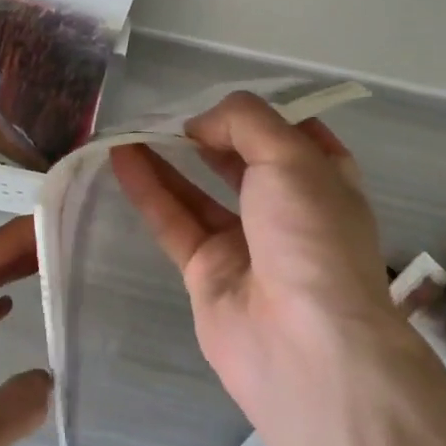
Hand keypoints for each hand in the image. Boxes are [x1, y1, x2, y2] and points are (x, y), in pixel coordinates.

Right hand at [110, 92, 420, 445]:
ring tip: (132, 127)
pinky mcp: (206, 272)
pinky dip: (148, 189)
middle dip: (209, 135)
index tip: (224, 102)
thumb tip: (200, 124)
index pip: (294, 137)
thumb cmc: (312, 237)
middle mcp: (287, 211)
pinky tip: (121, 156)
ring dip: (168, 158)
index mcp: (324, 182)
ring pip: (199, 192)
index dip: (261, 115)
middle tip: (171, 114)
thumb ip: (244, 123)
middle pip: (242, 162)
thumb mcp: (291, 157)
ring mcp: (245, 245)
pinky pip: (173, 221)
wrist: (304, 344)